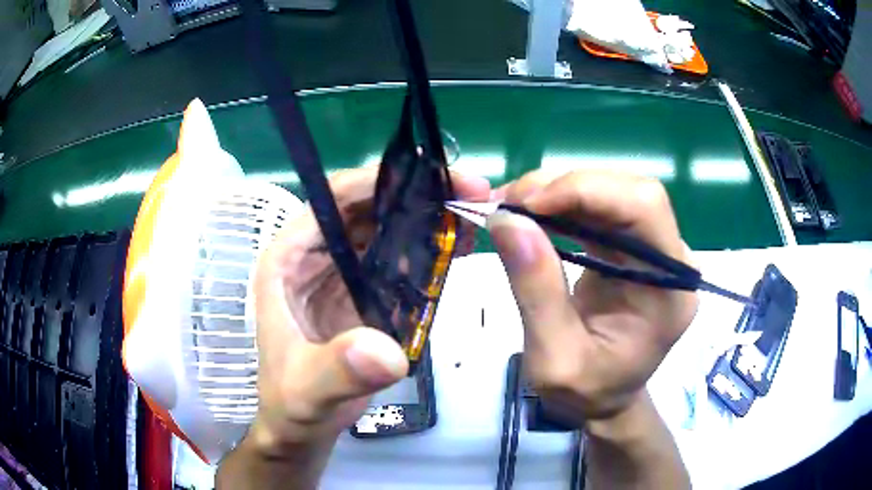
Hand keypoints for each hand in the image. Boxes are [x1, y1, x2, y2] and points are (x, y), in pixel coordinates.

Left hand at [248, 166, 489, 459]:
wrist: (303, 426)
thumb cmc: (294, 404)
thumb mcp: (308, 392)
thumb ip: (339, 370)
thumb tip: (384, 351)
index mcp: (288, 260)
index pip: (331, 201)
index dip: (378, 182)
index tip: (431, 176)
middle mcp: (313, 257)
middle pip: (366, 208)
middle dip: (416, 195)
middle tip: (469, 193)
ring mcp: (340, 274)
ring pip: (385, 229)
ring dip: (426, 218)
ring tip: (471, 218)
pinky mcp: (363, 293)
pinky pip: (396, 259)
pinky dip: (426, 250)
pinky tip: (457, 250)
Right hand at [489, 170, 696, 423]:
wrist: (606, 401)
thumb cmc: (588, 392)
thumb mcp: (553, 359)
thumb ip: (536, 290)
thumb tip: (507, 219)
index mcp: (670, 290)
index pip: (645, 208)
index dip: (588, 190)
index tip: (527, 203)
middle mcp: (672, 260)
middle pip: (631, 191)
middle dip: (568, 185)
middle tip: (510, 202)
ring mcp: (654, 251)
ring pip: (613, 192)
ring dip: (560, 191)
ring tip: (513, 206)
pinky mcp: (633, 248)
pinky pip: (601, 210)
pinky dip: (563, 204)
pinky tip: (533, 214)